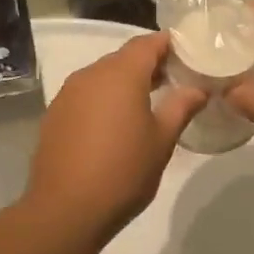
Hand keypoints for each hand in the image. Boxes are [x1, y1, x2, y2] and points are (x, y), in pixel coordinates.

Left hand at [22, 33, 204, 243]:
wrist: (66, 210)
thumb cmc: (123, 171)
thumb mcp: (162, 140)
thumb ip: (181, 107)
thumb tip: (198, 88)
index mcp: (121, 74)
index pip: (148, 43)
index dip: (169, 44)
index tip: (189, 54)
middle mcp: (91, 75)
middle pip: (124, 57)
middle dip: (149, 64)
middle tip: (175, 81)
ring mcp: (68, 94)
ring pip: (103, 76)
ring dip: (125, 83)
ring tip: (148, 104)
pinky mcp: (55, 115)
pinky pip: (86, 95)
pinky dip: (104, 99)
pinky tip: (116, 124)